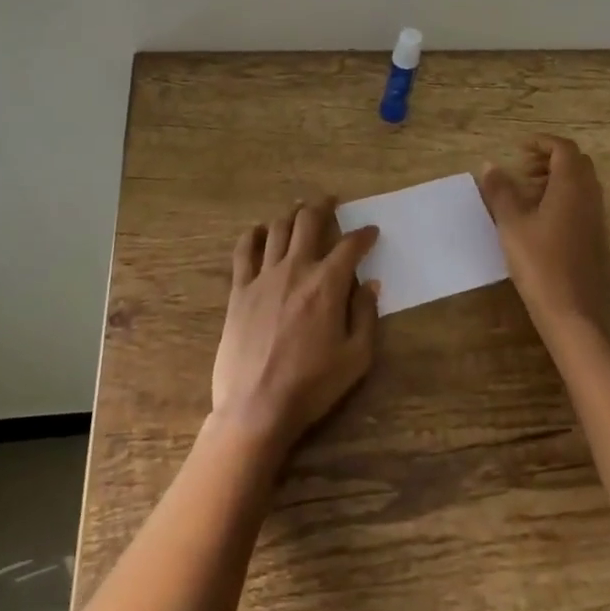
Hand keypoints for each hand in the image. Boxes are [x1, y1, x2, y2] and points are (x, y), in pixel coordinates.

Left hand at [211, 200, 379, 452]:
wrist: (256, 408)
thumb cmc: (312, 386)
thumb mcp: (356, 358)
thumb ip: (366, 316)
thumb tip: (370, 285)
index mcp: (327, 284)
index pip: (350, 246)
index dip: (363, 235)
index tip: (371, 232)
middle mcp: (295, 269)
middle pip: (308, 221)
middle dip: (323, 206)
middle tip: (331, 202)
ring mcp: (263, 277)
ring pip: (278, 229)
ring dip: (291, 214)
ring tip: (299, 210)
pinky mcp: (239, 290)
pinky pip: (244, 251)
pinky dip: (254, 235)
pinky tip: (260, 231)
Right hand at [480, 136, 608, 334]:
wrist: (572, 313)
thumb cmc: (539, 263)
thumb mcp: (511, 224)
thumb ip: (500, 191)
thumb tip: (489, 165)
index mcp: (571, 187)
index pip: (564, 149)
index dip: (542, 143)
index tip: (519, 149)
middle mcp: (590, 197)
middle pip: (576, 163)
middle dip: (550, 159)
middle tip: (523, 170)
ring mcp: (597, 219)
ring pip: (581, 184)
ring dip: (556, 179)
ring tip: (527, 195)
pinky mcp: (597, 239)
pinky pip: (583, 204)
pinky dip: (564, 198)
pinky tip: (540, 221)